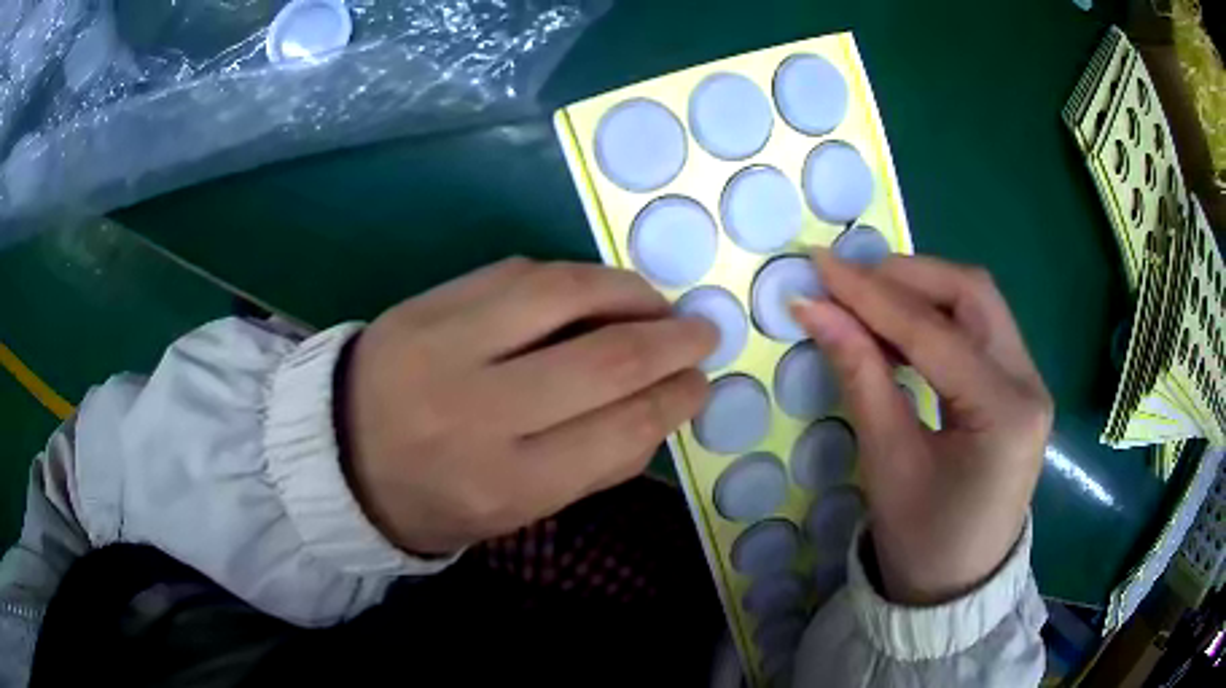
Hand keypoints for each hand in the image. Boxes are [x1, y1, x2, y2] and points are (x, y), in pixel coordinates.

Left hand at [342, 258, 716, 554]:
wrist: (337, 453)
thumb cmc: (434, 497)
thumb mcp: (516, 509)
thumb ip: (593, 464)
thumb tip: (661, 406)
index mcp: (503, 484)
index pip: (618, 432)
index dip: (674, 401)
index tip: (700, 383)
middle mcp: (476, 412)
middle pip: (602, 361)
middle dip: (669, 341)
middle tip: (702, 332)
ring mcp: (445, 345)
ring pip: (563, 295)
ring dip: (628, 292)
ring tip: (656, 303)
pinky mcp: (428, 302)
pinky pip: (518, 273)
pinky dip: (572, 278)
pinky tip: (595, 291)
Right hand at [791, 251, 1051, 604]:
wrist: (956, 588)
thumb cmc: (922, 542)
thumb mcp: (887, 463)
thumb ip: (859, 375)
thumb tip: (815, 309)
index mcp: (1005, 412)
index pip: (935, 331)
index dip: (871, 294)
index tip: (818, 266)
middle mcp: (1029, 381)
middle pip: (971, 294)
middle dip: (905, 276)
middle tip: (847, 281)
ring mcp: (1029, 380)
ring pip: (977, 304)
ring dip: (920, 291)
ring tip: (865, 300)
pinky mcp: (1017, 386)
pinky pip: (977, 329)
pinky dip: (934, 317)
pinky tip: (898, 329)